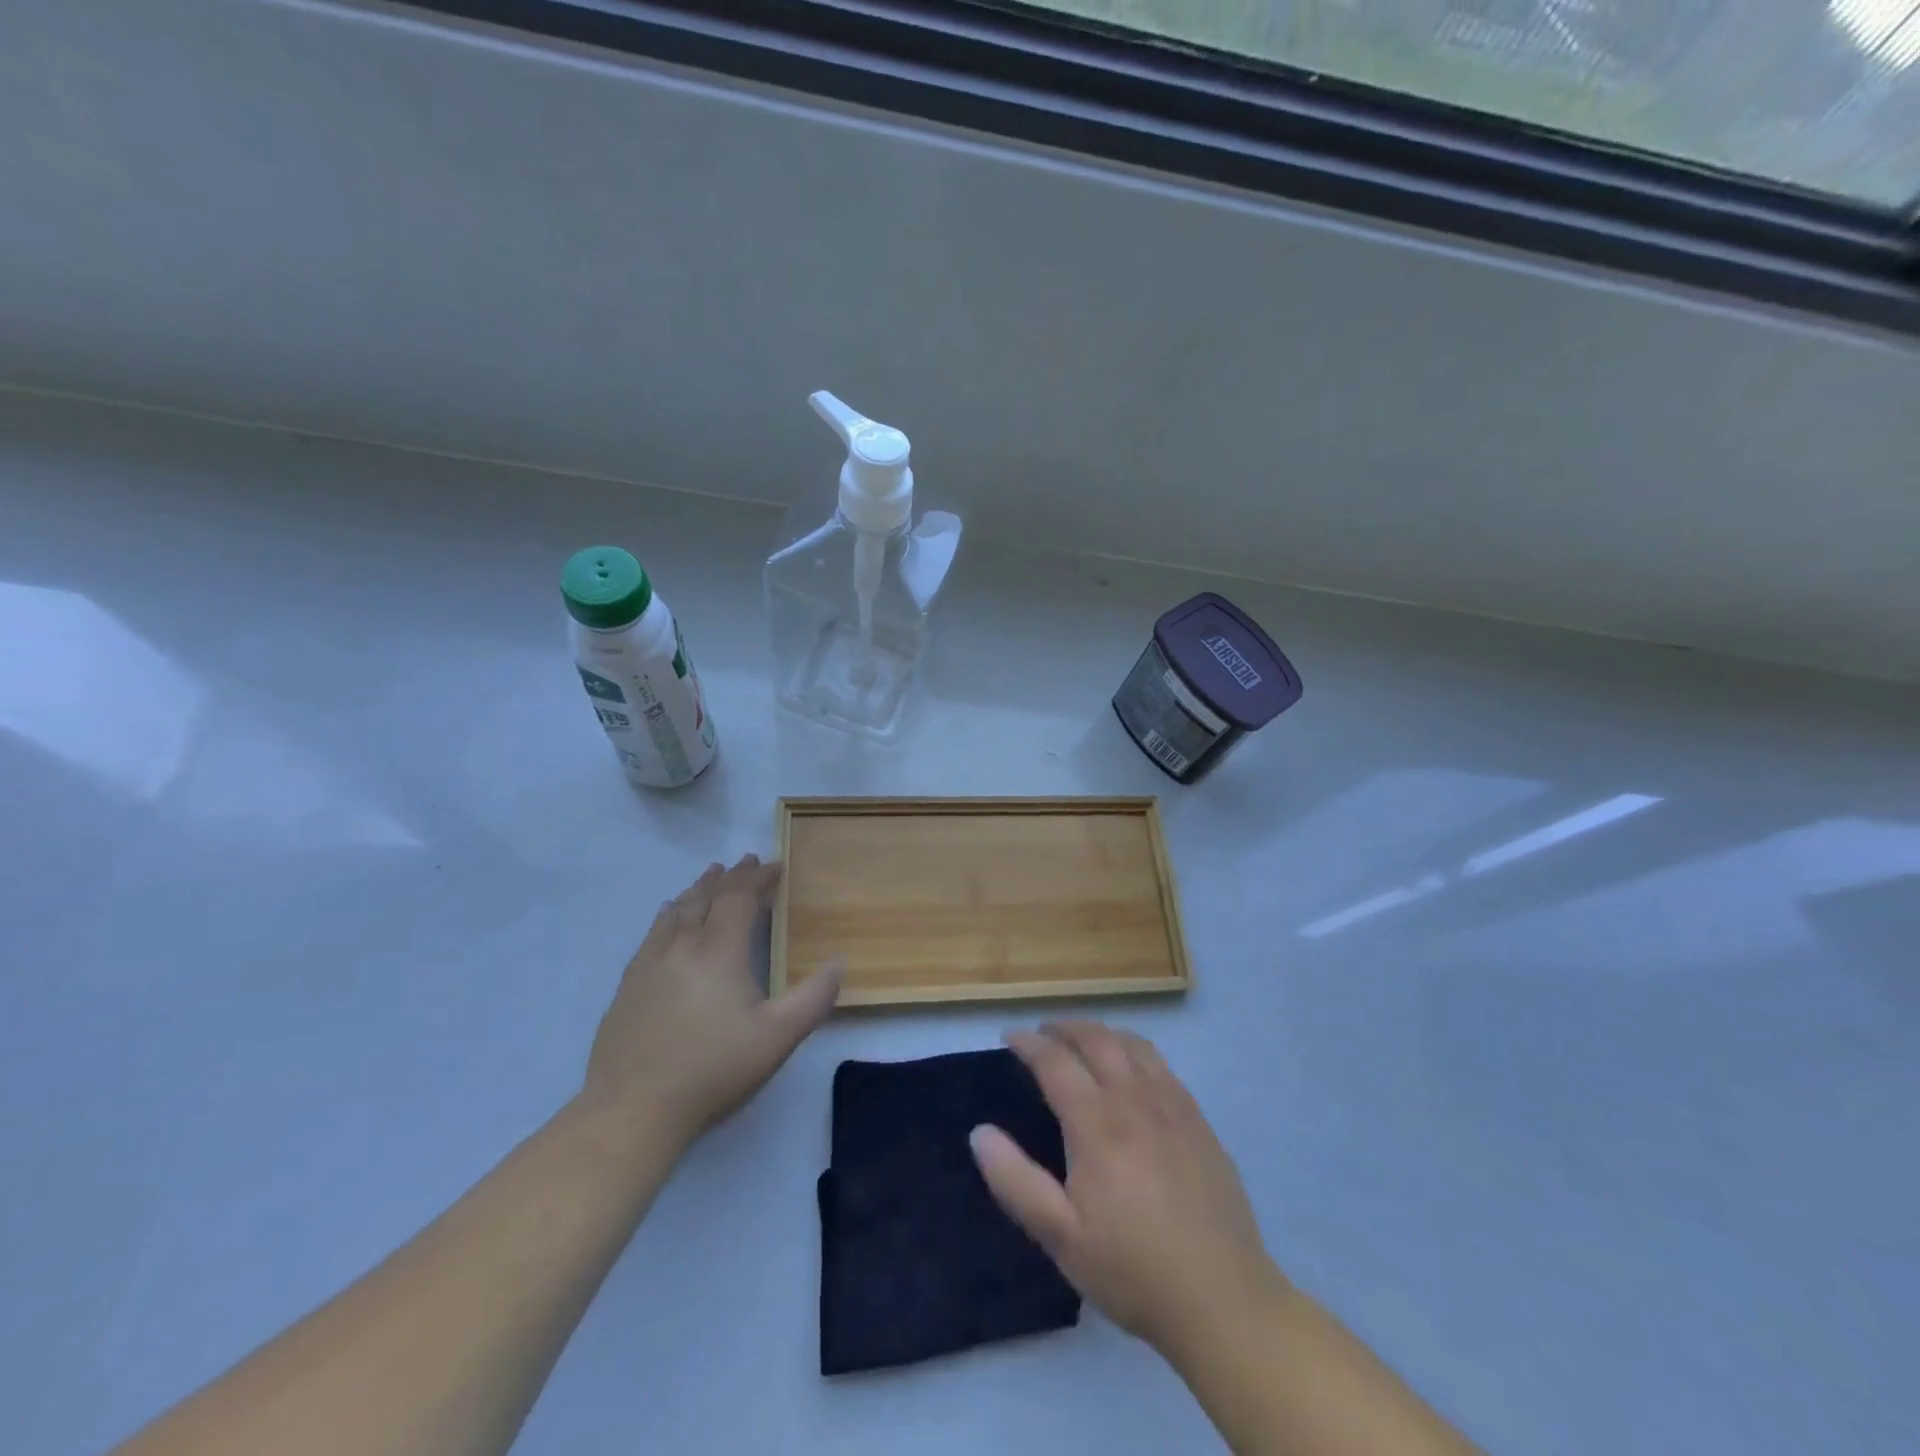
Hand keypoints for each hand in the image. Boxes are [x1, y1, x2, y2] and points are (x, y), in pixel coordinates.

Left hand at [583, 855, 840, 1147]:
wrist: (632, 1109)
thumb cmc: (713, 1069)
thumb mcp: (778, 1037)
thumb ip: (813, 998)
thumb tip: (839, 963)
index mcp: (719, 951)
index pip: (739, 898)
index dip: (758, 878)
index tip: (775, 866)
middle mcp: (682, 946)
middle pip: (705, 898)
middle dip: (728, 877)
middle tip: (744, 862)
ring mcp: (649, 965)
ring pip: (675, 912)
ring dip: (696, 890)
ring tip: (708, 878)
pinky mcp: (628, 986)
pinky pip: (652, 934)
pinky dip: (667, 915)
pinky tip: (666, 918)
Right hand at [970, 1021, 1285, 1359]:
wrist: (1223, 1299)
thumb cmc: (1132, 1269)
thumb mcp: (1061, 1237)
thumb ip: (1015, 1181)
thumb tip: (979, 1132)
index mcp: (1097, 1123)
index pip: (1055, 1061)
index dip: (1029, 1043)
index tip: (1009, 1038)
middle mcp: (1135, 1099)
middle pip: (1096, 1039)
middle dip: (1064, 1028)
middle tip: (1043, 1033)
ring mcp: (1172, 1106)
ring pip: (1132, 1044)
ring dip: (1101, 1032)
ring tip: (1083, 1041)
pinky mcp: (1198, 1121)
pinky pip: (1161, 1065)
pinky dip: (1134, 1050)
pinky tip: (1132, 1071)